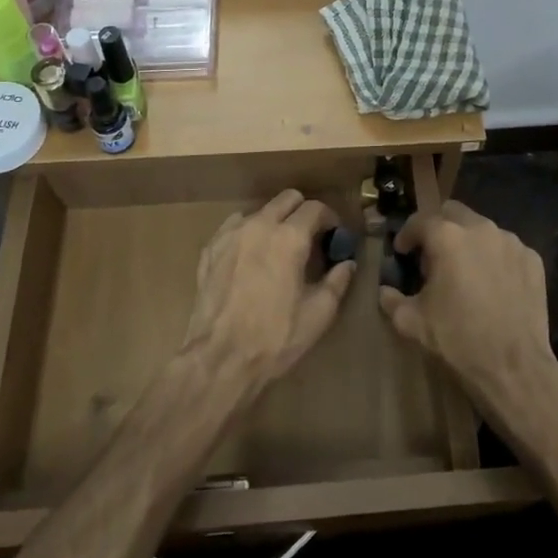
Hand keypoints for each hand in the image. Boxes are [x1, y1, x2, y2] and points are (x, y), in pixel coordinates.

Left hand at [182, 190, 354, 387]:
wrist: (220, 358)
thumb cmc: (275, 337)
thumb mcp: (318, 314)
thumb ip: (337, 282)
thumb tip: (347, 264)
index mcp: (289, 238)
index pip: (315, 208)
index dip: (329, 218)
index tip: (334, 234)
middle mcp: (259, 225)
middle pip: (286, 199)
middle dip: (302, 211)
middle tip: (310, 237)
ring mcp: (230, 234)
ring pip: (259, 210)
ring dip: (274, 221)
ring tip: (278, 248)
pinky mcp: (210, 249)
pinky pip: (234, 226)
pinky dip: (248, 232)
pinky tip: (250, 256)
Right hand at [377, 202, 557, 414]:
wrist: (514, 366)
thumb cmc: (458, 340)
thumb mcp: (413, 322)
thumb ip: (392, 300)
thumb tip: (385, 291)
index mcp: (447, 237)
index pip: (419, 221)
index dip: (406, 235)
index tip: (402, 251)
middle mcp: (480, 229)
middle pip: (453, 213)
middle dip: (438, 228)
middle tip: (433, 256)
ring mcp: (511, 242)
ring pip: (482, 228)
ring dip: (468, 242)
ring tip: (464, 271)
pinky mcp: (532, 259)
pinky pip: (506, 248)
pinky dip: (494, 258)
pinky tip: (492, 284)